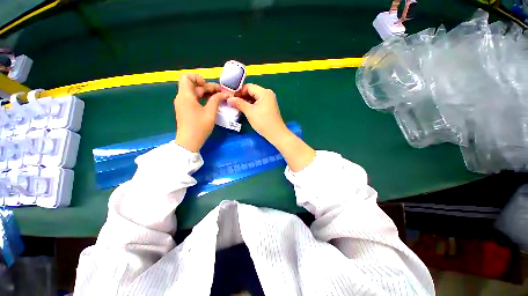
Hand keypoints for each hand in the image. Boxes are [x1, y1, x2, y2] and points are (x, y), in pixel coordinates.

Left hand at [174, 74, 227, 151]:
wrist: (189, 142)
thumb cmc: (199, 127)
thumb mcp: (210, 113)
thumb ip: (216, 100)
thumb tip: (223, 94)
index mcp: (185, 96)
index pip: (187, 77)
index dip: (198, 78)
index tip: (209, 87)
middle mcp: (182, 97)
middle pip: (194, 86)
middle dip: (208, 87)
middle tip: (221, 93)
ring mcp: (183, 104)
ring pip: (194, 93)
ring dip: (207, 93)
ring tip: (219, 98)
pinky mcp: (186, 110)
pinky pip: (194, 100)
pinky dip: (203, 99)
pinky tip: (212, 104)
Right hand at [227, 84, 287, 143]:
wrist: (276, 134)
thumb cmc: (263, 122)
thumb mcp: (250, 112)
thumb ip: (239, 103)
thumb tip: (228, 98)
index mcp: (264, 92)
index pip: (248, 86)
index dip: (238, 91)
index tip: (230, 97)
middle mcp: (267, 94)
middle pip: (251, 91)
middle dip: (241, 96)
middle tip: (231, 102)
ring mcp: (269, 100)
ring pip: (254, 97)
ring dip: (245, 101)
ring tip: (236, 106)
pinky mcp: (268, 107)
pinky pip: (257, 102)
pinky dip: (250, 105)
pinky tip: (244, 109)